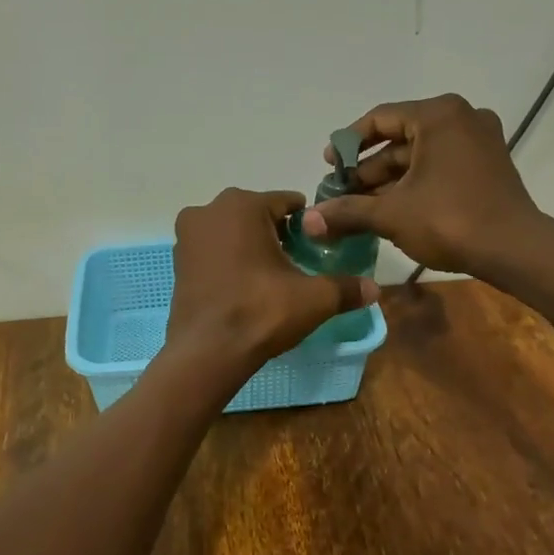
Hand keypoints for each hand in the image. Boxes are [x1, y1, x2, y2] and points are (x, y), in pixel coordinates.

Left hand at [165, 188, 378, 373]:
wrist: (207, 352)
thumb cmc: (260, 312)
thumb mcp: (313, 299)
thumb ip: (346, 288)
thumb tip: (375, 289)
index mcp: (242, 205)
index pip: (288, 202)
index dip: (307, 225)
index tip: (317, 249)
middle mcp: (209, 209)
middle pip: (258, 215)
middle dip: (278, 234)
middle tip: (295, 266)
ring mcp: (187, 235)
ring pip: (232, 232)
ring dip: (251, 247)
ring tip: (270, 280)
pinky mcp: (178, 261)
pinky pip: (213, 250)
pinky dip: (229, 261)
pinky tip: (243, 287)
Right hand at [303, 94, 546, 276]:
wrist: (515, 251)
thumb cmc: (449, 220)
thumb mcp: (391, 214)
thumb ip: (347, 212)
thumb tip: (308, 221)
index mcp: (438, 115)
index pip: (380, 118)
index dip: (348, 144)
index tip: (328, 167)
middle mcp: (461, 118)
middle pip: (399, 139)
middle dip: (367, 169)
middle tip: (341, 194)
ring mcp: (479, 141)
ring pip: (419, 156)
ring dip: (388, 181)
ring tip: (359, 208)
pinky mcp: (488, 165)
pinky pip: (439, 166)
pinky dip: (414, 184)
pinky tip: (391, 210)